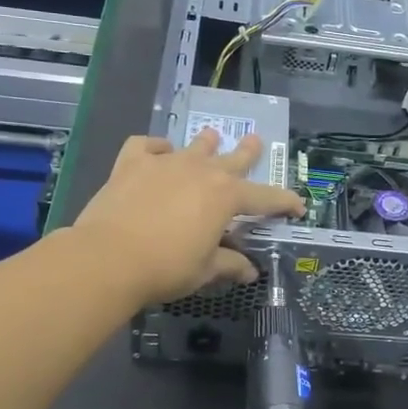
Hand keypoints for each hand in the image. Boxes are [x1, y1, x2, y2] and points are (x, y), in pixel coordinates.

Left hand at [70, 130, 303, 305]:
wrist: (109, 257)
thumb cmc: (166, 267)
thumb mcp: (204, 270)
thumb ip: (230, 265)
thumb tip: (250, 271)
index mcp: (226, 197)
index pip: (266, 198)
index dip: (285, 203)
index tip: (298, 206)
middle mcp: (201, 171)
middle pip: (233, 158)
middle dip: (248, 151)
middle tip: (256, 140)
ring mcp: (166, 163)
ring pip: (194, 146)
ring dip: (206, 143)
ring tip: (212, 137)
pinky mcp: (132, 163)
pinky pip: (146, 145)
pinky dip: (154, 147)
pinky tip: (157, 152)